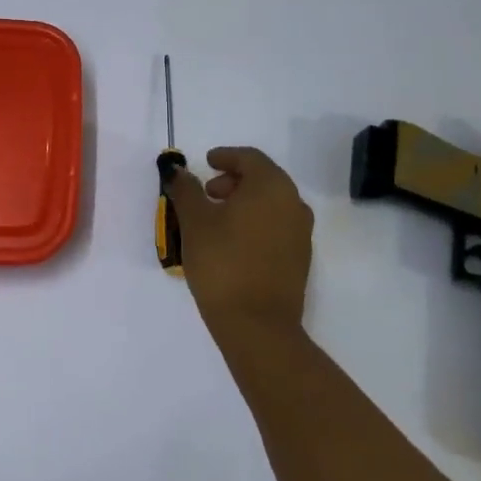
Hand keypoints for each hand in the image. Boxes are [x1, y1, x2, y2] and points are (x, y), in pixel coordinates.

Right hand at [167, 146, 313, 343]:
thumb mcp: (194, 221)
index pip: (250, 157)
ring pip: (271, 203)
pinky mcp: (299, 258)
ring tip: (215, 219)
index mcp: (271, 186)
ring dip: (244, 202)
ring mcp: (301, 232)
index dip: (225, 156)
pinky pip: (276, 225)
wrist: (257, 325)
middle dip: (233, 180)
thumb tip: (179, 172)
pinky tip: (232, 241)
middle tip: (207, 193)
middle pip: (263, 178)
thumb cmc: (222, 262)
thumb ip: (186, 190)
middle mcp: (293, 203)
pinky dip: (255, 222)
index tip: (206, 162)